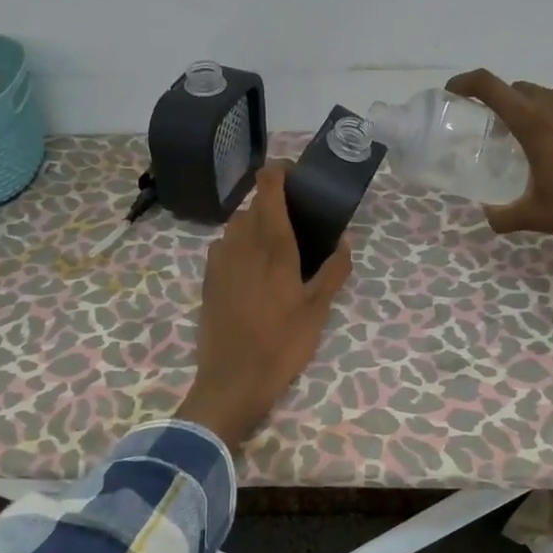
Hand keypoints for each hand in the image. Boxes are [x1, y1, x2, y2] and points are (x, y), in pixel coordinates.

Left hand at [177, 163, 353, 451]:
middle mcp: (241, 242)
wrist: (232, 380)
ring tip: (278, 247)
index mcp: (272, 243)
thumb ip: (333, 271)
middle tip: (298, 223)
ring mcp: (219, 260)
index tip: (296, 175)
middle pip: (254, 205)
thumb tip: (345, 240)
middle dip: (274, 205)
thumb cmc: (282, 343)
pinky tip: (255, 271)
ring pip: (237, 226)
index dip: (280, 171)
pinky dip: (241, 246)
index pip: (268, 186)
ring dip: (256, 226)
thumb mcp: (318, 310)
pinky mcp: (208, 278)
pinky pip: (225, 247)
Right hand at [446, 69, 552, 259]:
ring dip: (539, 112)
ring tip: (539, 143)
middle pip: (524, 90)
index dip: (467, 83)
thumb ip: (504, 216)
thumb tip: (488, 216)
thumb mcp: (536, 218)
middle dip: (505, 103)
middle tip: (499, 131)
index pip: (492, 87)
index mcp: (536, 125)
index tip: (454, 91)